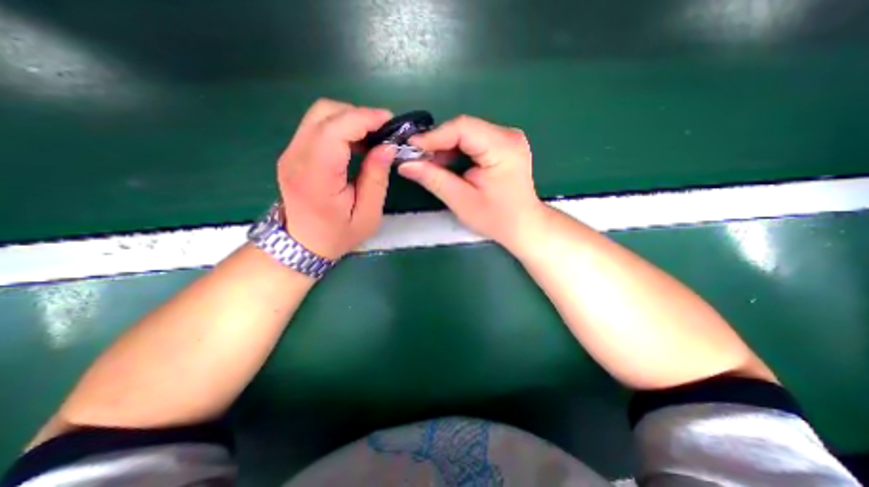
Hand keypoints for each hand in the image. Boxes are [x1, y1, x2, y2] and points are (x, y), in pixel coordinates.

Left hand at [276, 97, 395, 260]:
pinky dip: (340, 128)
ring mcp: (290, 153)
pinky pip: (317, 127)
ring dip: (349, 120)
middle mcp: (296, 157)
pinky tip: (356, 144)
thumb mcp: (367, 215)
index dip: (364, 118)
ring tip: (372, 138)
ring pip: (319, 115)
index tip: (390, 122)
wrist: (302, 244)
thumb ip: (376, 179)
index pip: (335, 129)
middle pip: (324, 112)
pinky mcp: (292, 153)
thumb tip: (387, 147)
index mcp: (316, 176)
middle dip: (358, 115)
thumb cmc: (338, 235)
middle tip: (383, 132)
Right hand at [399, 114, 540, 250]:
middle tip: (417, 159)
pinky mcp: (503, 145)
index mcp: (503, 147)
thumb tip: (405, 164)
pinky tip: (445, 164)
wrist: (523, 225)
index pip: (463, 128)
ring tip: (428, 164)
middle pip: (464, 128)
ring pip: (467, 134)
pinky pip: (473, 141)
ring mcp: (507, 138)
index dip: (433, 136)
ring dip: (445, 147)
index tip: (410, 148)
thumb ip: (434, 179)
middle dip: (437, 143)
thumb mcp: (462, 201)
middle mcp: (508, 135)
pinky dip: (456, 151)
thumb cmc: (496, 218)